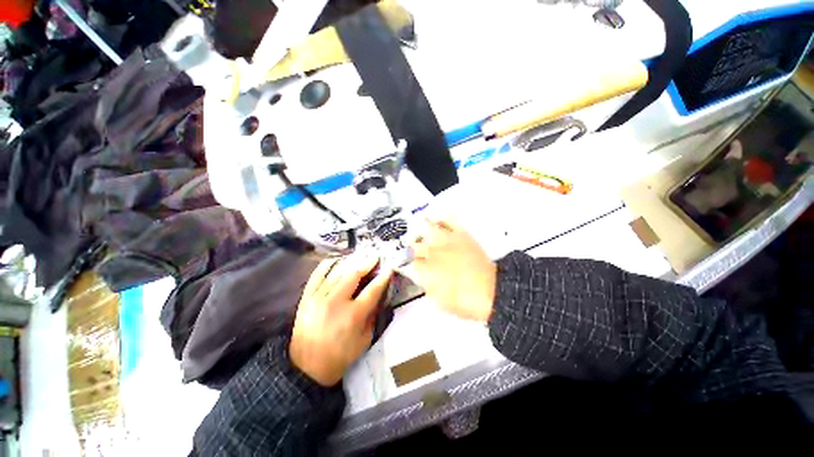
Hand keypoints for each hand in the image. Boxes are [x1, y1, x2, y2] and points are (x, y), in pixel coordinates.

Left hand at [290, 253, 392, 386]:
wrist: (307, 368)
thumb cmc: (341, 356)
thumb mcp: (365, 339)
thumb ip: (373, 315)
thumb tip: (379, 295)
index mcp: (353, 315)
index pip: (372, 289)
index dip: (383, 277)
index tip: (389, 267)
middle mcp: (336, 302)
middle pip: (354, 274)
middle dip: (367, 263)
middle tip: (375, 256)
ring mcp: (318, 297)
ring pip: (337, 271)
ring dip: (351, 261)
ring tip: (360, 255)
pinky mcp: (306, 297)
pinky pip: (318, 274)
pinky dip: (328, 264)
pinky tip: (338, 259)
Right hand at [409, 218, 496, 321]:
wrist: (491, 290)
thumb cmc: (463, 301)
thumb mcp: (439, 301)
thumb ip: (427, 286)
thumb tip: (423, 277)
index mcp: (425, 270)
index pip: (410, 262)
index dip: (408, 262)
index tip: (409, 262)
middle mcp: (432, 252)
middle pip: (415, 244)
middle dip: (411, 246)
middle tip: (413, 248)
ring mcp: (447, 241)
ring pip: (427, 228)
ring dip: (420, 229)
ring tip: (418, 227)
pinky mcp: (461, 234)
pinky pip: (449, 221)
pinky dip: (442, 219)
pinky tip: (438, 220)